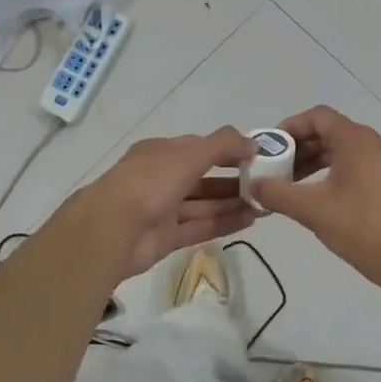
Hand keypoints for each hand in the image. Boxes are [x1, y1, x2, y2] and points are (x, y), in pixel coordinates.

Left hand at [79, 127, 259, 280]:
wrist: (111, 230)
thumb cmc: (150, 182)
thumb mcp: (189, 154)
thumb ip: (223, 145)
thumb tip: (254, 143)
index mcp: (161, 153)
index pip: (199, 148)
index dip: (228, 150)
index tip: (258, 157)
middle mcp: (161, 179)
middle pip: (204, 178)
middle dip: (235, 180)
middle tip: (268, 185)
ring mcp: (163, 210)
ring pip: (204, 205)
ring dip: (233, 203)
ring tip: (266, 204)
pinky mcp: (166, 238)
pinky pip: (200, 227)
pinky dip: (224, 223)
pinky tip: (251, 221)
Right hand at [252, 106, 380, 289]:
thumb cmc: (362, 228)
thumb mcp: (313, 210)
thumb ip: (278, 193)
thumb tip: (252, 184)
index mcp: (356, 140)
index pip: (317, 117)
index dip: (290, 128)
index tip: (269, 148)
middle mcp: (373, 143)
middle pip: (329, 132)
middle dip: (298, 148)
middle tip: (274, 169)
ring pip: (341, 150)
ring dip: (313, 162)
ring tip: (289, 185)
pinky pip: (354, 165)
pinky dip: (331, 173)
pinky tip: (315, 196)